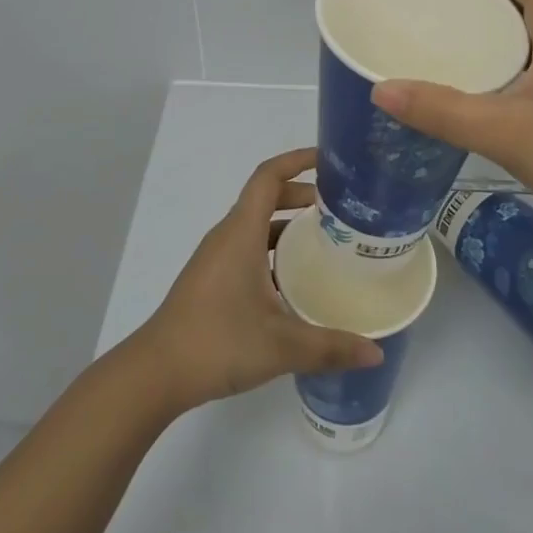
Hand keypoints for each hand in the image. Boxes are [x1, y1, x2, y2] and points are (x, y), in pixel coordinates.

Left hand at [131, 148, 382, 412]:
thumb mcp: (281, 346)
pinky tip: (297, 281)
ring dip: (289, 225)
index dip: (297, 160)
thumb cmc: (217, 342)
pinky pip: (248, 248)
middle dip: (302, 195)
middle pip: (266, 198)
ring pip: (257, 225)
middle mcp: (228, 236)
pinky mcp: (213, 279)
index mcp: (241, 232)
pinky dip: (274, 250)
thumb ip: (330, 347)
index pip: (268, 177)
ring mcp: (217, 258)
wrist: (157, 372)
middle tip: (341, 209)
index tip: (329, 160)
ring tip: (327, 241)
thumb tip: (376, 353)